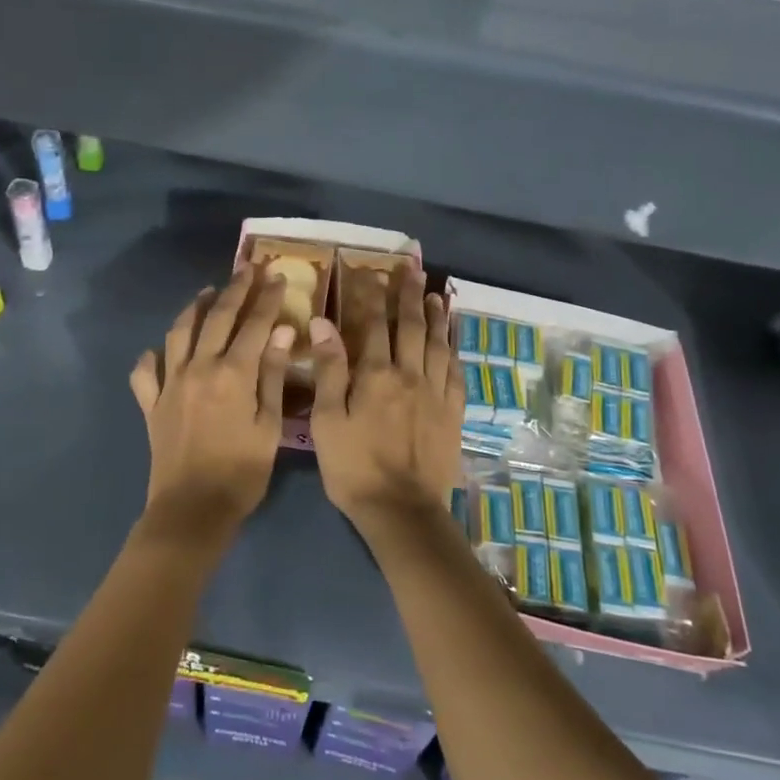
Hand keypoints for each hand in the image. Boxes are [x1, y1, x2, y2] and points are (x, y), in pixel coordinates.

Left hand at [130, 267, 294, 532]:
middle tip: (248, 268)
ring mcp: (170, 384)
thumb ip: (272, 375)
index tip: (277, 275)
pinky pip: (146, 371)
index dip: (268, 297)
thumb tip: (282, 330)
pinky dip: (153, 356)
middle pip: (218, 318)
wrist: (192, 511)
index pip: (254, 323)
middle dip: (236, 289)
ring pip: (179, 332)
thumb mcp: (269, 426)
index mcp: (233, 374)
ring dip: (196, 308)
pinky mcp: (151, 404)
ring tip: (208, 292)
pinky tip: (160, 350)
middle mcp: (199, 368)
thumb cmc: (241, 472)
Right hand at [308, 266, 462, 530]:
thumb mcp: (327, 420)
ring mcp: (436, 393)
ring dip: (437, 316)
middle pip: (411, 325)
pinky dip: (454, 350)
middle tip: (412, 269)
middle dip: (410, 294)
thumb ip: (329, 370)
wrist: (402, 510)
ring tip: (436, 295)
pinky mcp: (453, 412)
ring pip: (438, 344)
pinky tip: (453, 342)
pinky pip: (456, 372)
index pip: (373, 323)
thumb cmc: (354, 467)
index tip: (368, 271)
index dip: (370, 294)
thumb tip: (323, 323)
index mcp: (377, 374)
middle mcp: (410, 374)